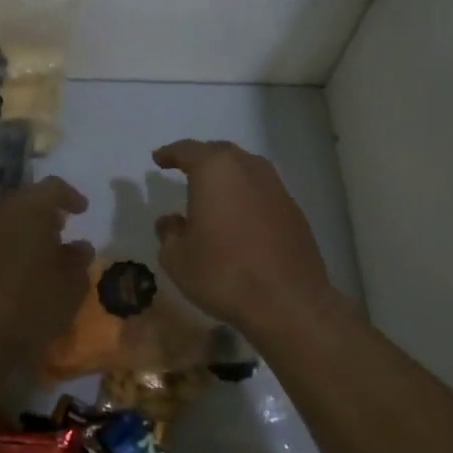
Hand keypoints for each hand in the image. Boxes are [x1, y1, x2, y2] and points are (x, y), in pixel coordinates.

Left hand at [0, 177, 94, 355]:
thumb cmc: (32, 303)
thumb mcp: (71, 286)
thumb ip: (79, 261)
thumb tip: (79, 248)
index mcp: (29, 210)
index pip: (52, 188)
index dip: (70, 196)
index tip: (81, 211)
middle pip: (24, 202)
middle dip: (44, 214)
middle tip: (60, 232)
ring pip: (4, 222)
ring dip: (22, 232)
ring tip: (38, 256)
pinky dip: (4, 249)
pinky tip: (13, 274)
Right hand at [151, 140, 333, 336]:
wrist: (287, 302)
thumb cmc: (223, 274)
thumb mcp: (178, 258)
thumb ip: (169, 234)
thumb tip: (171, 222)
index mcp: (215, 171)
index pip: (188, 150)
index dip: (171, 153)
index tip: (159, 159)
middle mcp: (249, 169)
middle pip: (221, 153)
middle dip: (201, 159)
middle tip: (186, 169)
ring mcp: (276, 188)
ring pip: (246, 170)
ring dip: (227, 177)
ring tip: (213, 193)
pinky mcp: (294, 211)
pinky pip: (263, 192)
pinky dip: (246, 197)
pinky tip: (239, 218)